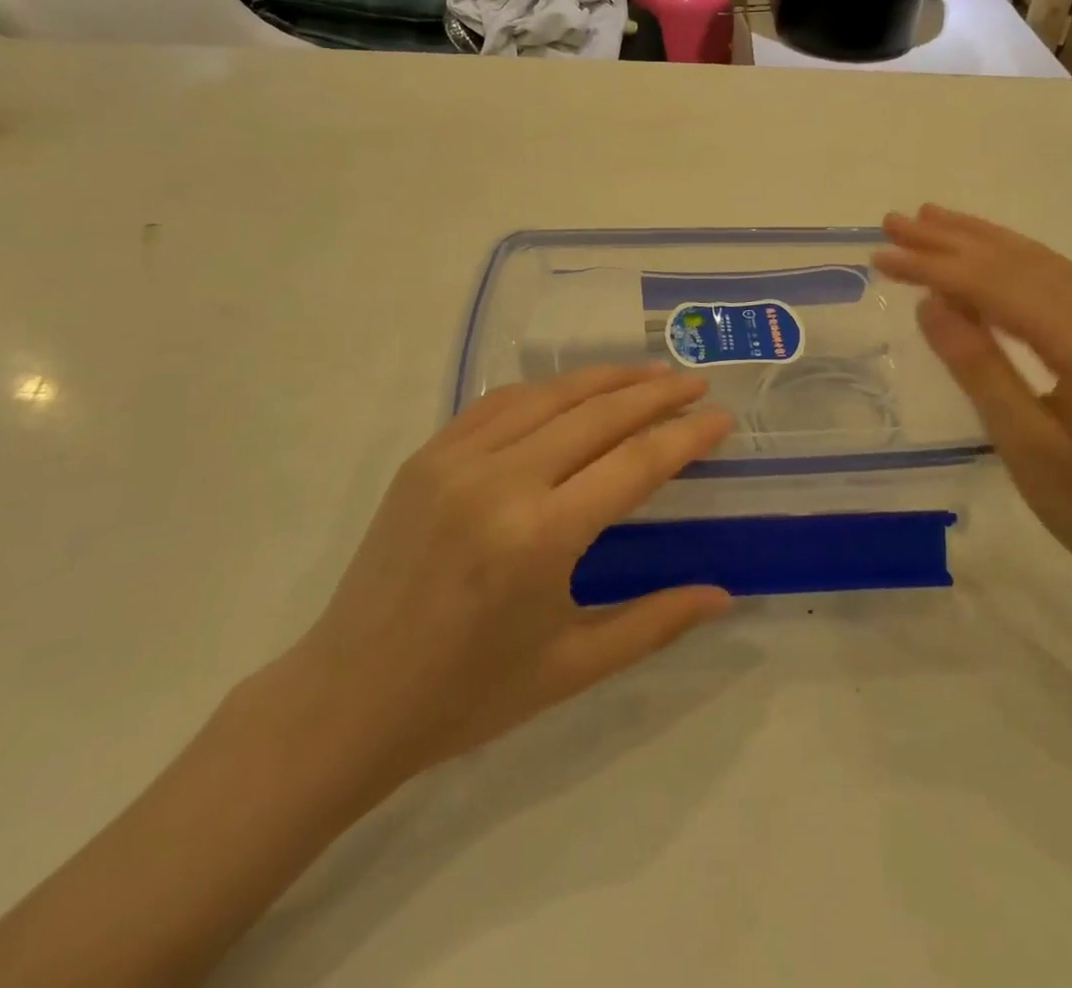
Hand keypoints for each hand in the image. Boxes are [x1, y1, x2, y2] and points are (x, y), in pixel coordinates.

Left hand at [276, 365, 734, 809]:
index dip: (685, 436)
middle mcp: (501, 482)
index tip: (721, 418)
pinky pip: (499, 402)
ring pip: (549, 396)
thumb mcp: (572, 667)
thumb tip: (723, 595)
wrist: (347, 698)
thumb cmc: (467, 695)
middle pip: (598, 415)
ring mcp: (457, 460)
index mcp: (540, 538)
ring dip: (606, 378)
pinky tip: (573, 390)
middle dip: (656, 394)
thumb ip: (655, 623)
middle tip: (696, 383)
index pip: (634, 464)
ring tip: (649, 372)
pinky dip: (546, 389)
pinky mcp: (427, 455)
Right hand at [875, 206, 1071, 599]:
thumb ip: (978, 366)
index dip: (935, 268)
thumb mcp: (1025, 445)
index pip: (999, 288)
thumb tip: (930, 303)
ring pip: (1041, 265)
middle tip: (894, 222)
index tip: (881, 255)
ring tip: (930, 221)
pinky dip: (1012, 262)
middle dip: (952, 241)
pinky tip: (987, 255)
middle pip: (1021, 264)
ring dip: (982, 240)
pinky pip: (1056, 284)